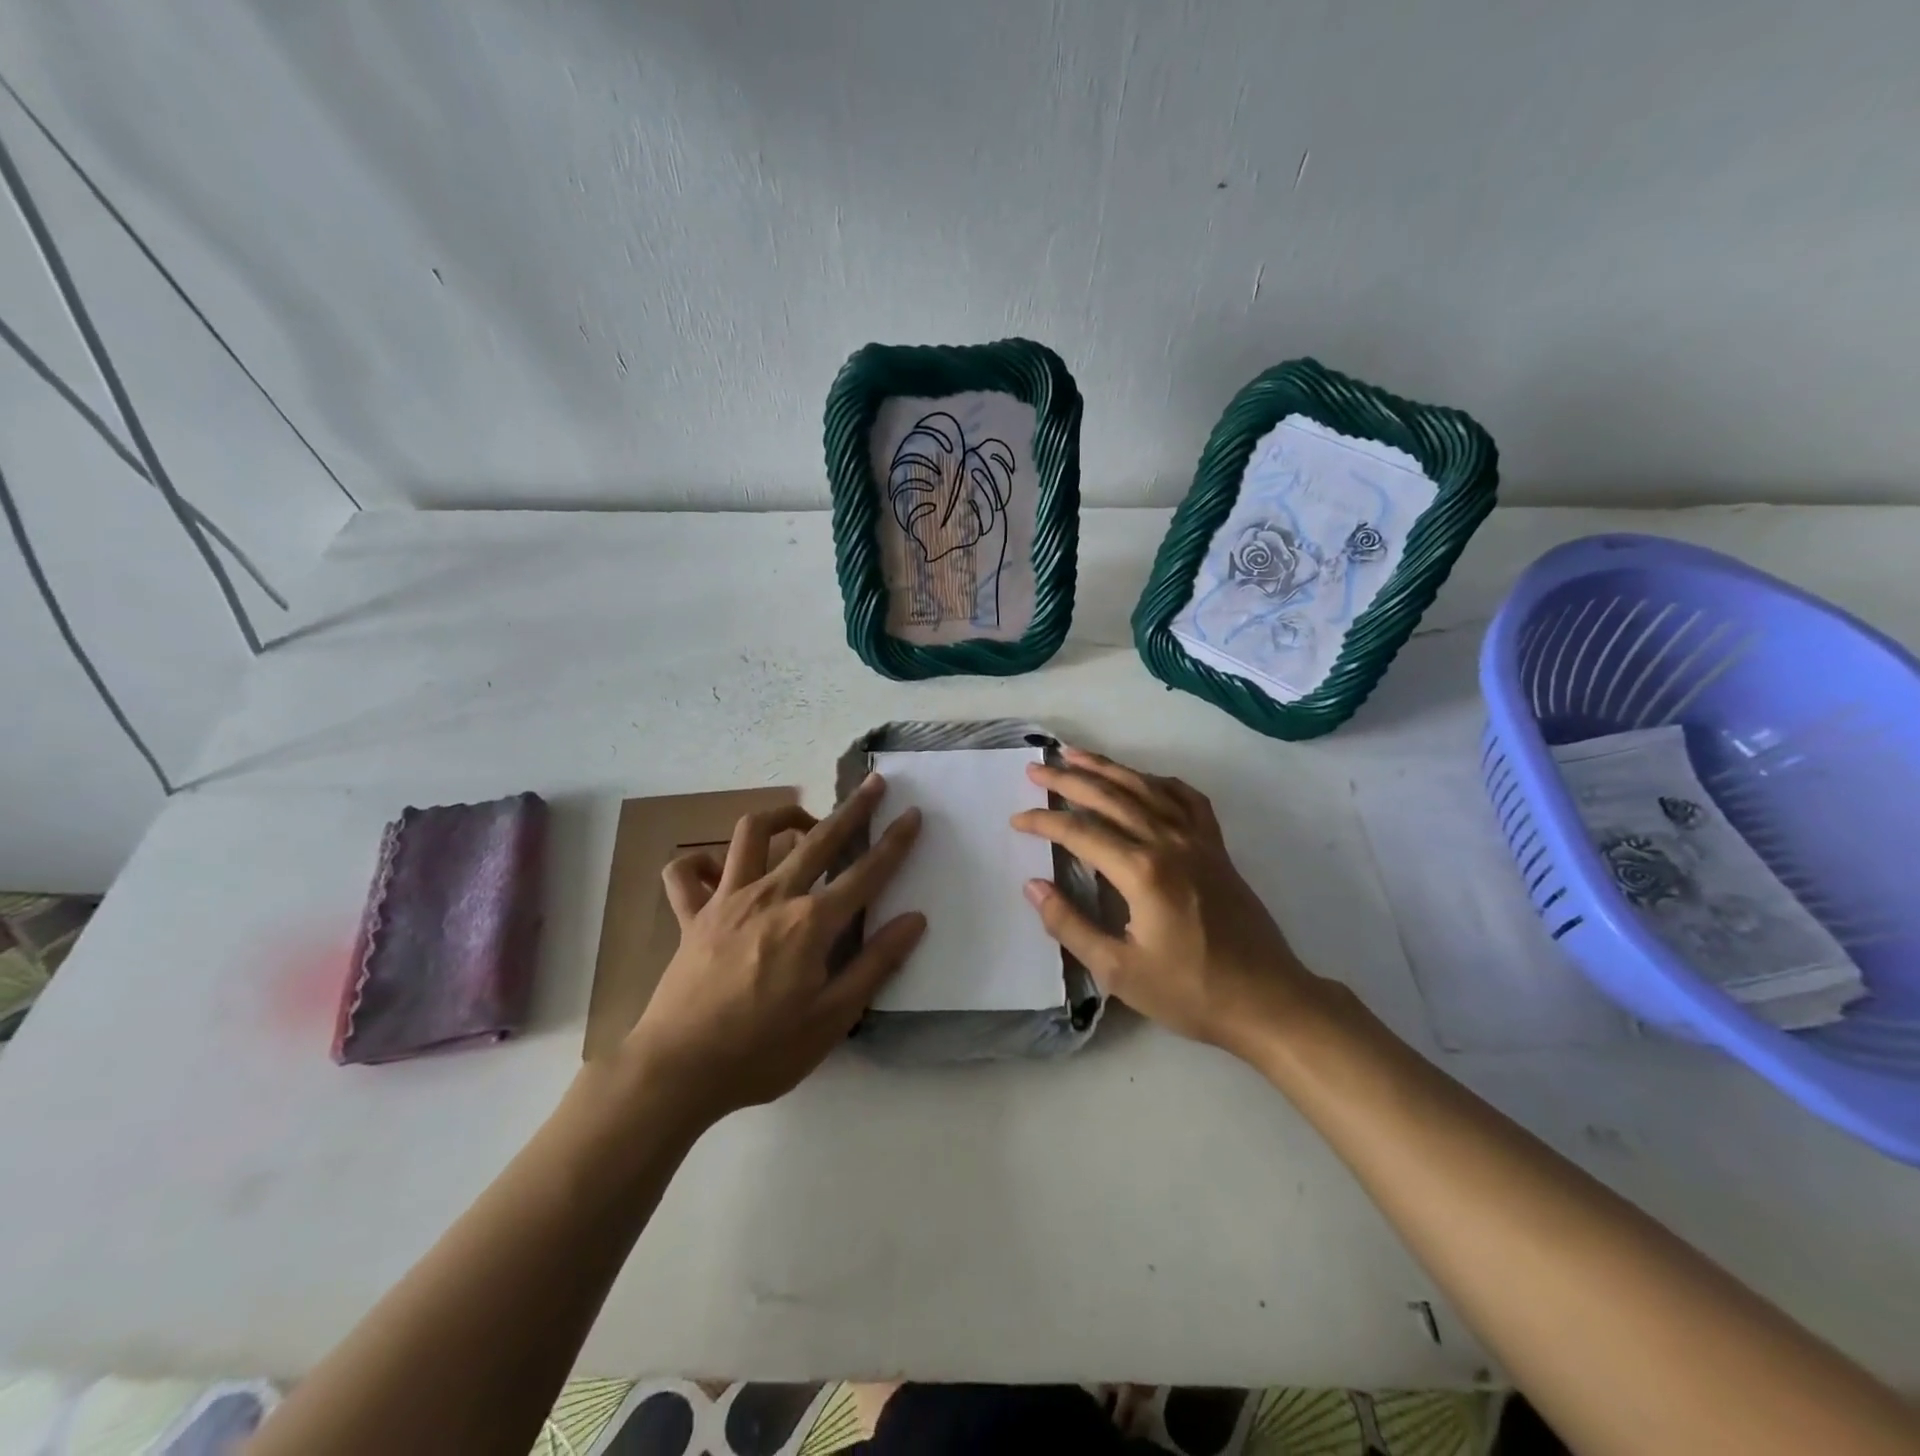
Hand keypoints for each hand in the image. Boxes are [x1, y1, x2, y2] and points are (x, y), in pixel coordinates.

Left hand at [623, 774, 924, 1125]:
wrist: (677, 1071)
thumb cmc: (762, 1051)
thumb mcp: (832, 1019)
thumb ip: (875, 964)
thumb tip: (915, 920)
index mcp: (810, 923)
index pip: (865, 873)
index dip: (894, 842)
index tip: (913, 814)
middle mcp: (772, 896)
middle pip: (820, 839)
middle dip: (852, 808)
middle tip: (874, 784)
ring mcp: (727, 900)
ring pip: (752, 833)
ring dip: (781, 815)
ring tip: (803, 821)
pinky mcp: (691, 915)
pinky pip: (686, 873)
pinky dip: (701, 862)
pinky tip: (719, 868)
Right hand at [1011, 748, 1324, 1059]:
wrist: (1268, 1000)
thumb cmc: (1190, 992)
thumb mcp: (1119, 971)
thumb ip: (1070, 925)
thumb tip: (1033, 885)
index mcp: (1142, 871)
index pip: (1080, 832)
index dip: (1044, 821)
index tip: (1017, 820)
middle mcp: (1168, 841)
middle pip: (1110, 797)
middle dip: (1068, 779)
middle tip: (1036, 768)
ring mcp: (1198, 840)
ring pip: (1146, 788)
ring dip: (1108, 768)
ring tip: (1076, 754)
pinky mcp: (1217, 847)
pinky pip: (1187, 799)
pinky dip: (1160, 782)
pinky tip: (1144, 779)